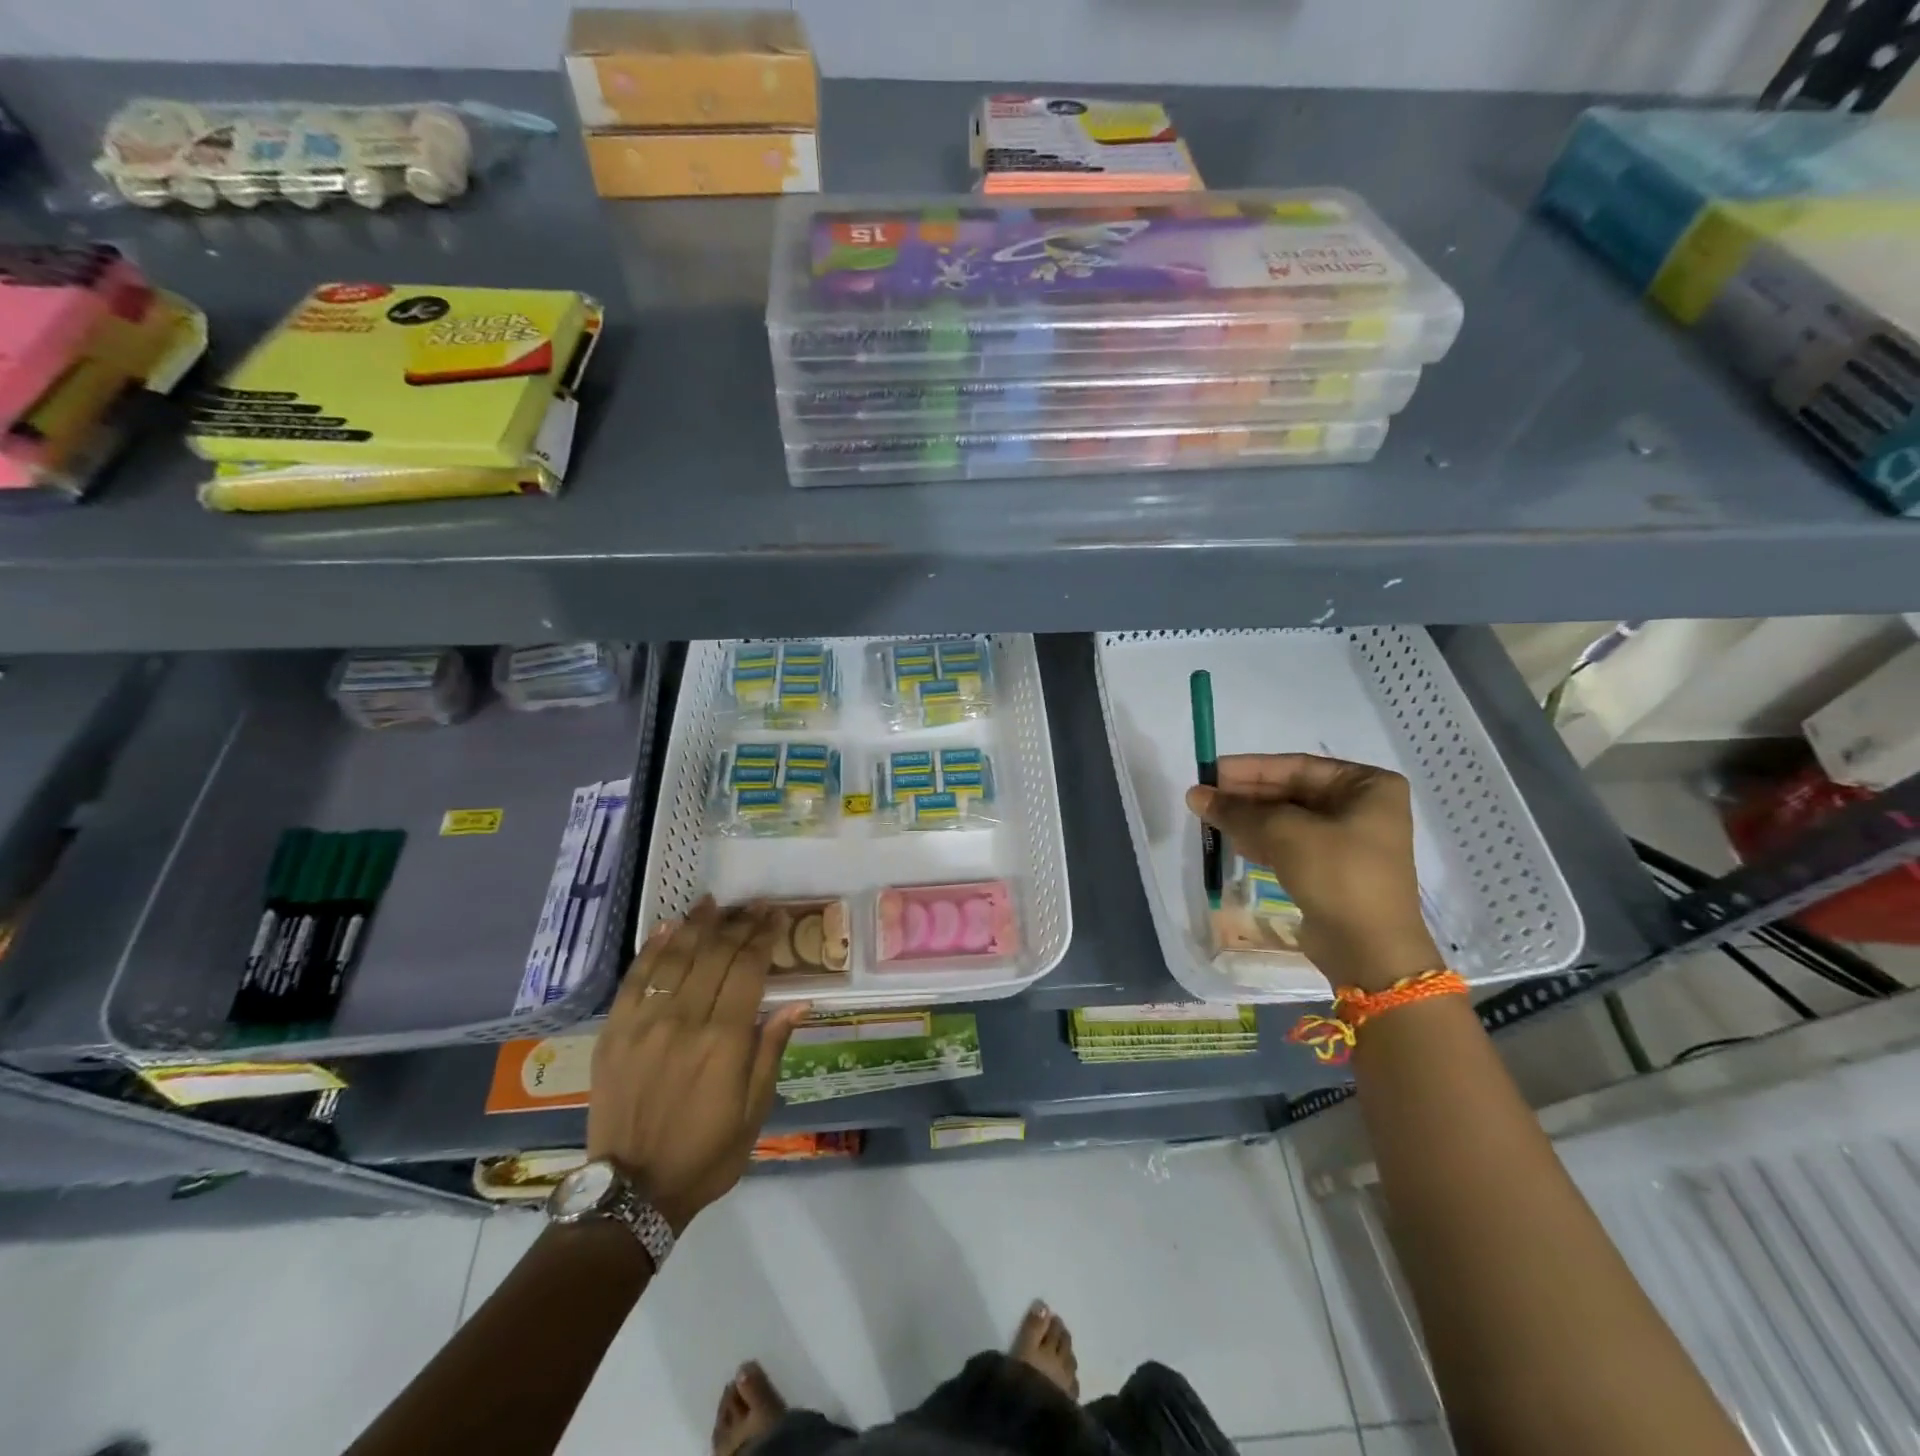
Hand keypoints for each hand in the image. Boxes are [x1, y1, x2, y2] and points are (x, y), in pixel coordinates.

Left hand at [588, 899, 811, 1232]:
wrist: (632, 1192)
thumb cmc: (707, 1153)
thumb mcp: (755, 1110)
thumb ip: (772, 1050)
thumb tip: (799, 1002)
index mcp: (725, 1041)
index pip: (749, 969)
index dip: (763, 938)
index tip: (775, 917)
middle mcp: (685, 1022)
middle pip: (716, 956)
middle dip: (738, 925)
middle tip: (753, 906)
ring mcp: (645, 1024)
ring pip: (676, 958)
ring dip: (698, 926)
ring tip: (714, 903)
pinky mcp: (614, 1033)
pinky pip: (636, 979)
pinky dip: (653, 949)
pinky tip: (669, 927)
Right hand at [1186, 753, 1441, 992]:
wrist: (1369, 949)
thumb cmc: (1336, 874)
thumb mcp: (1283, 833)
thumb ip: (1237, 810)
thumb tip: (1195, 794)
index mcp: (1368, 785)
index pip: (1297, 766)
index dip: (1250, 769)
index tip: (1210, 773)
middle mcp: (1363, 807)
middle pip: (1292, 791)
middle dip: (1245, 796)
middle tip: (1203, 797)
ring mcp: (1349, 840)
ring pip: (1287, 818)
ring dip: (1248, 818)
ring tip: (1208, 817)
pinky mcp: (1333, 869)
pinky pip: (1291, 843)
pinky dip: (1261, 839)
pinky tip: (1231, 840)